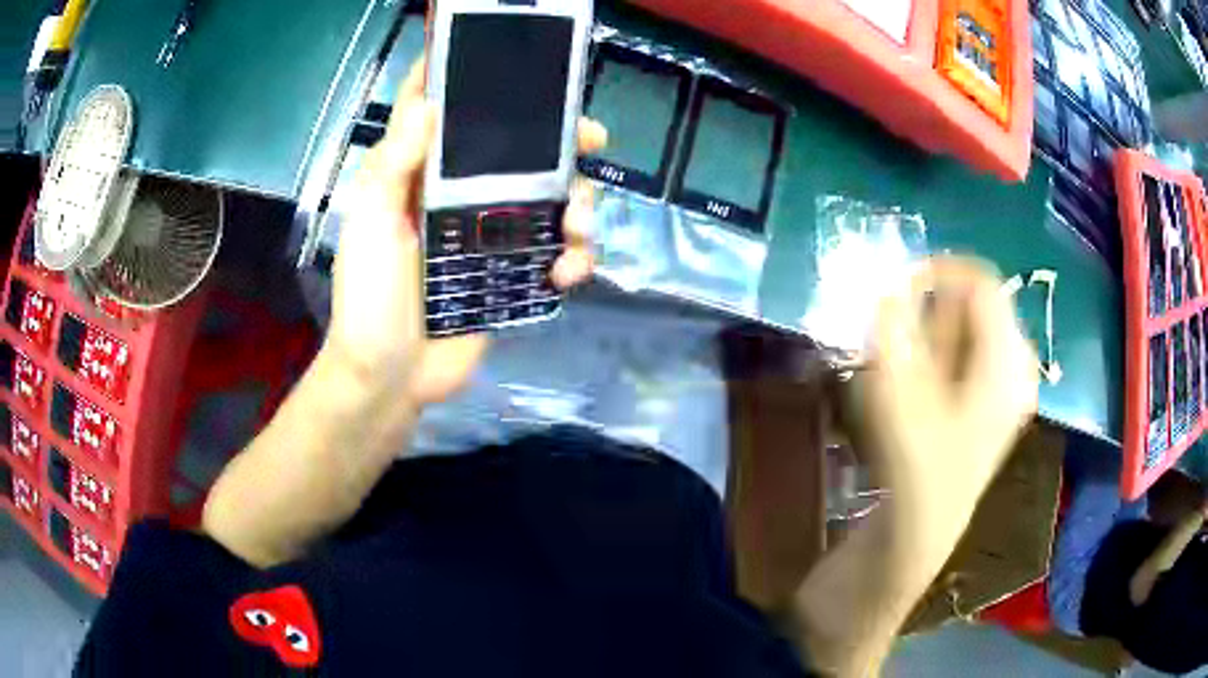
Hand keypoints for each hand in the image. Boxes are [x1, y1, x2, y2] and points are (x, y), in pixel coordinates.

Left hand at [325, 58, 606, 405]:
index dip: (485, 88)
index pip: (457, 119)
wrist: (391, 378)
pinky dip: (575, 258)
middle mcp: (463, 198)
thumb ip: (393, 164)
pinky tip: (568, 273)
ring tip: (577, 227)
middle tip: (593, 140)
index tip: (524, 72)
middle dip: (563, 143)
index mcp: (426, 178)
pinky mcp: (513, 276)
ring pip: (553, 200)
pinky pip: (557, 254)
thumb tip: (428, 102)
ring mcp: (493, 237)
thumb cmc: (370, 298)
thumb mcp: (372, 225)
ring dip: (579, 205)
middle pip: (523, 154)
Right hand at [855, 257, 1038, 562]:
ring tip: (910, 350)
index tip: (899, 285)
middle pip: (982, 302)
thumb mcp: (899, 393)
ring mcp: (1013, 382)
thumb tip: (889, 286)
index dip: (939, 272)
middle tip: (901, 324)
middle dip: (938, 303)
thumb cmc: (915, 462)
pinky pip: (978, 348)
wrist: (924, 524)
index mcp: (1007, 358)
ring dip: (941, 325)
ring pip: (978, 325)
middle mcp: (1019, 363)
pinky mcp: (1000, 398)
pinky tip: (928, 372)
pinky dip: (950, 345)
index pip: (982, 282)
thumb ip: (894, 332)